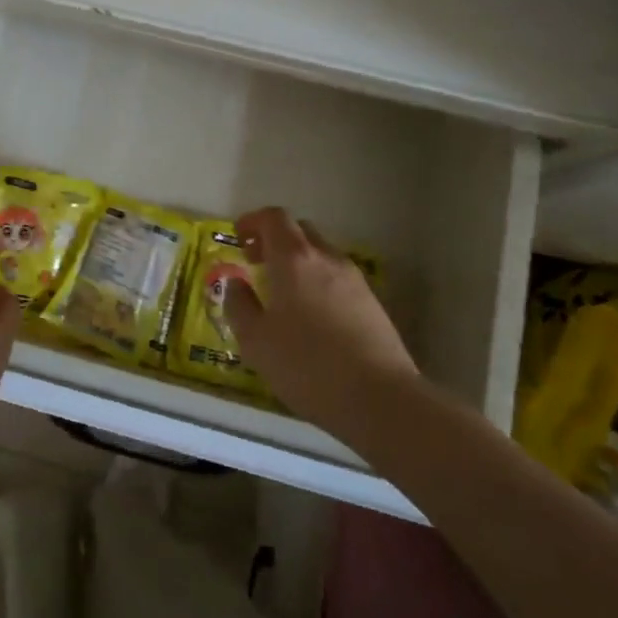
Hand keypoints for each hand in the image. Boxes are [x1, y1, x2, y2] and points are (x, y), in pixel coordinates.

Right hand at [224, 207, 417, 432]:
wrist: (380, 399)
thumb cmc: (306, 365)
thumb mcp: (255, 340)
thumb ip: (239, 305)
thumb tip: (236, 283)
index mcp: (294, 259)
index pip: (274, 217)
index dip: (252, 221)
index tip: (238, 239)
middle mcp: (327, 259)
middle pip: (299, 231)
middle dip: (274, 241)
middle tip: (255, 265)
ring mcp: (355, 280)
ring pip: (320, 256)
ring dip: (297, 264)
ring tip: (282, 297)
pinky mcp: (373, 304)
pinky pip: (337, 280)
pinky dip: (318, 284)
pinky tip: (311, 320)